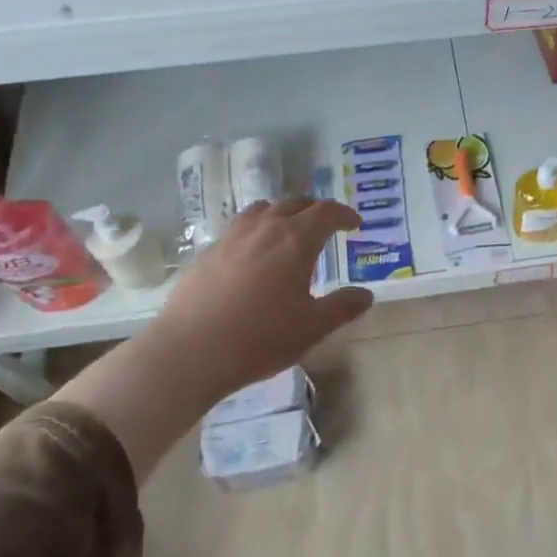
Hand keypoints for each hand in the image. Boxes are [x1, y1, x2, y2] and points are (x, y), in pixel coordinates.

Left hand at [57, 198, 370, 482]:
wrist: (189, 352)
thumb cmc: (260, 338)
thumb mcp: (312, 327)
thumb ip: (342, 307)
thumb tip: (366, 295)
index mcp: (295, 240)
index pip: (326, 212)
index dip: (344, 214)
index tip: (355, 224)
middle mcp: (264, 229)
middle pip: (294, 203)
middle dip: (315, 210)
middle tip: (327, 225)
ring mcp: (231, 238)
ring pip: (261, 210)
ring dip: (282, 214)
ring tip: (288, 231)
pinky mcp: (206, 254)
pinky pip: (237, 229)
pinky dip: (255, 231)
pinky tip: (252, 256)